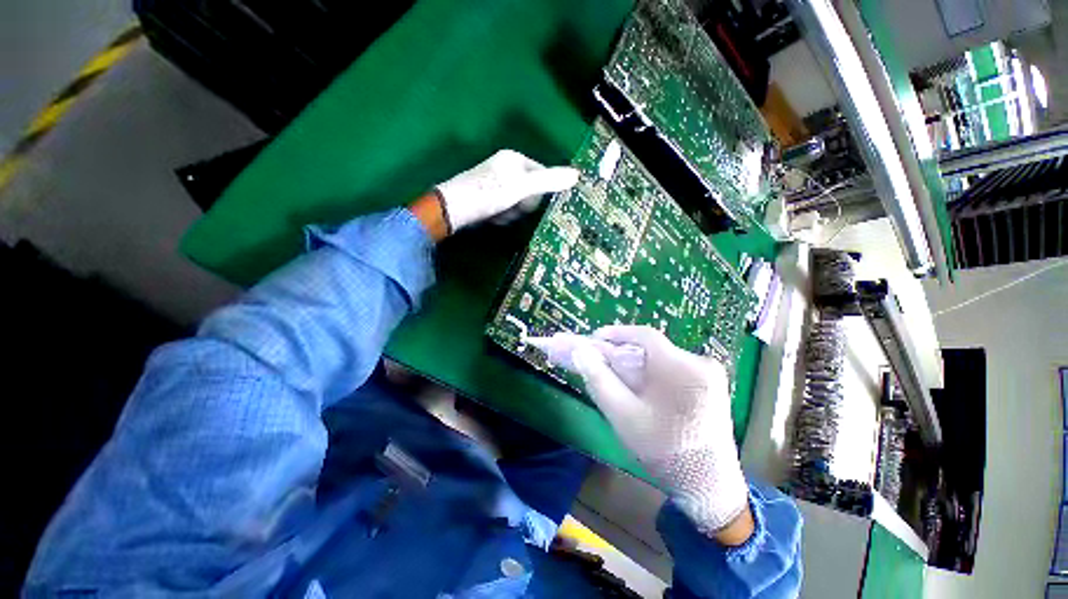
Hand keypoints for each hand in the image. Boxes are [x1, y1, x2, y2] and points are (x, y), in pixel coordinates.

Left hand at [434, 150, 578, 230]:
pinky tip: (493, 217)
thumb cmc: (490, 193)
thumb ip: (549, 181)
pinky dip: (502, 216)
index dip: (540, 192)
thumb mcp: (522, 187)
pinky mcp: (489, 197)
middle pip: (531, 191)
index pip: (542, 174)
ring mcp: (496, 183)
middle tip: (511, 207)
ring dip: (512, 213)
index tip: (529, 200)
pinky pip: (506, 208)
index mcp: (514, 159)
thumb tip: (577, 175)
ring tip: (499, 213)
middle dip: (523, 204)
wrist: (454, 209)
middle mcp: (506, 168)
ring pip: (519, 203)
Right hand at [529, 326, 750, 537]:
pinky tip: (644, 390)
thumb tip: (579, 350)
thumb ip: (599, 379)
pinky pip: (675, 369)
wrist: (709, 486)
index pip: (645, 335)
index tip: (594, 337)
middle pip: (653, 348)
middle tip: (603, 363)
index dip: (617, 333)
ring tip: (620, 379)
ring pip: (662, 358)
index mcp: (682, 368)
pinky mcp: (712, 385)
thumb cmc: (663, 451)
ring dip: (638, 364)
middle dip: (625, 353)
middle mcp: (701, 363)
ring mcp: (710, 374)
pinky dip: (654, 373)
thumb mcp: (623, 414)